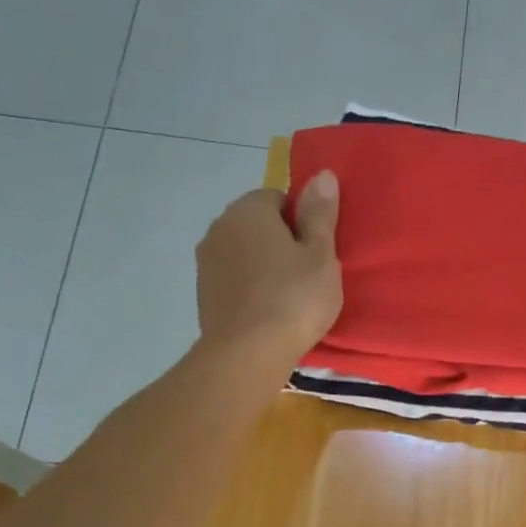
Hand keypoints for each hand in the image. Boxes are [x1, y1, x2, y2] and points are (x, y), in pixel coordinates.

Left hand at [196, 171, 342, 365]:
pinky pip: (233, 280)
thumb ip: (320, 214)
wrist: (248, 353)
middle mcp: (220, 226)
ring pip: (243, 253)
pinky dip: (249, 289)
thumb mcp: (320, 255)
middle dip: (280, 242)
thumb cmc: (294, 298)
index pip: (279, 198)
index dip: (302, 222)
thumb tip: (323, 173)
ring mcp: (206, 261)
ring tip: (288, 297)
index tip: (317, 252)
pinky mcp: (203, 293)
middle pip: (258, 225)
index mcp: (248, 209)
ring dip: (263, 266)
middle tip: (307, 275)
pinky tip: (267, 313)